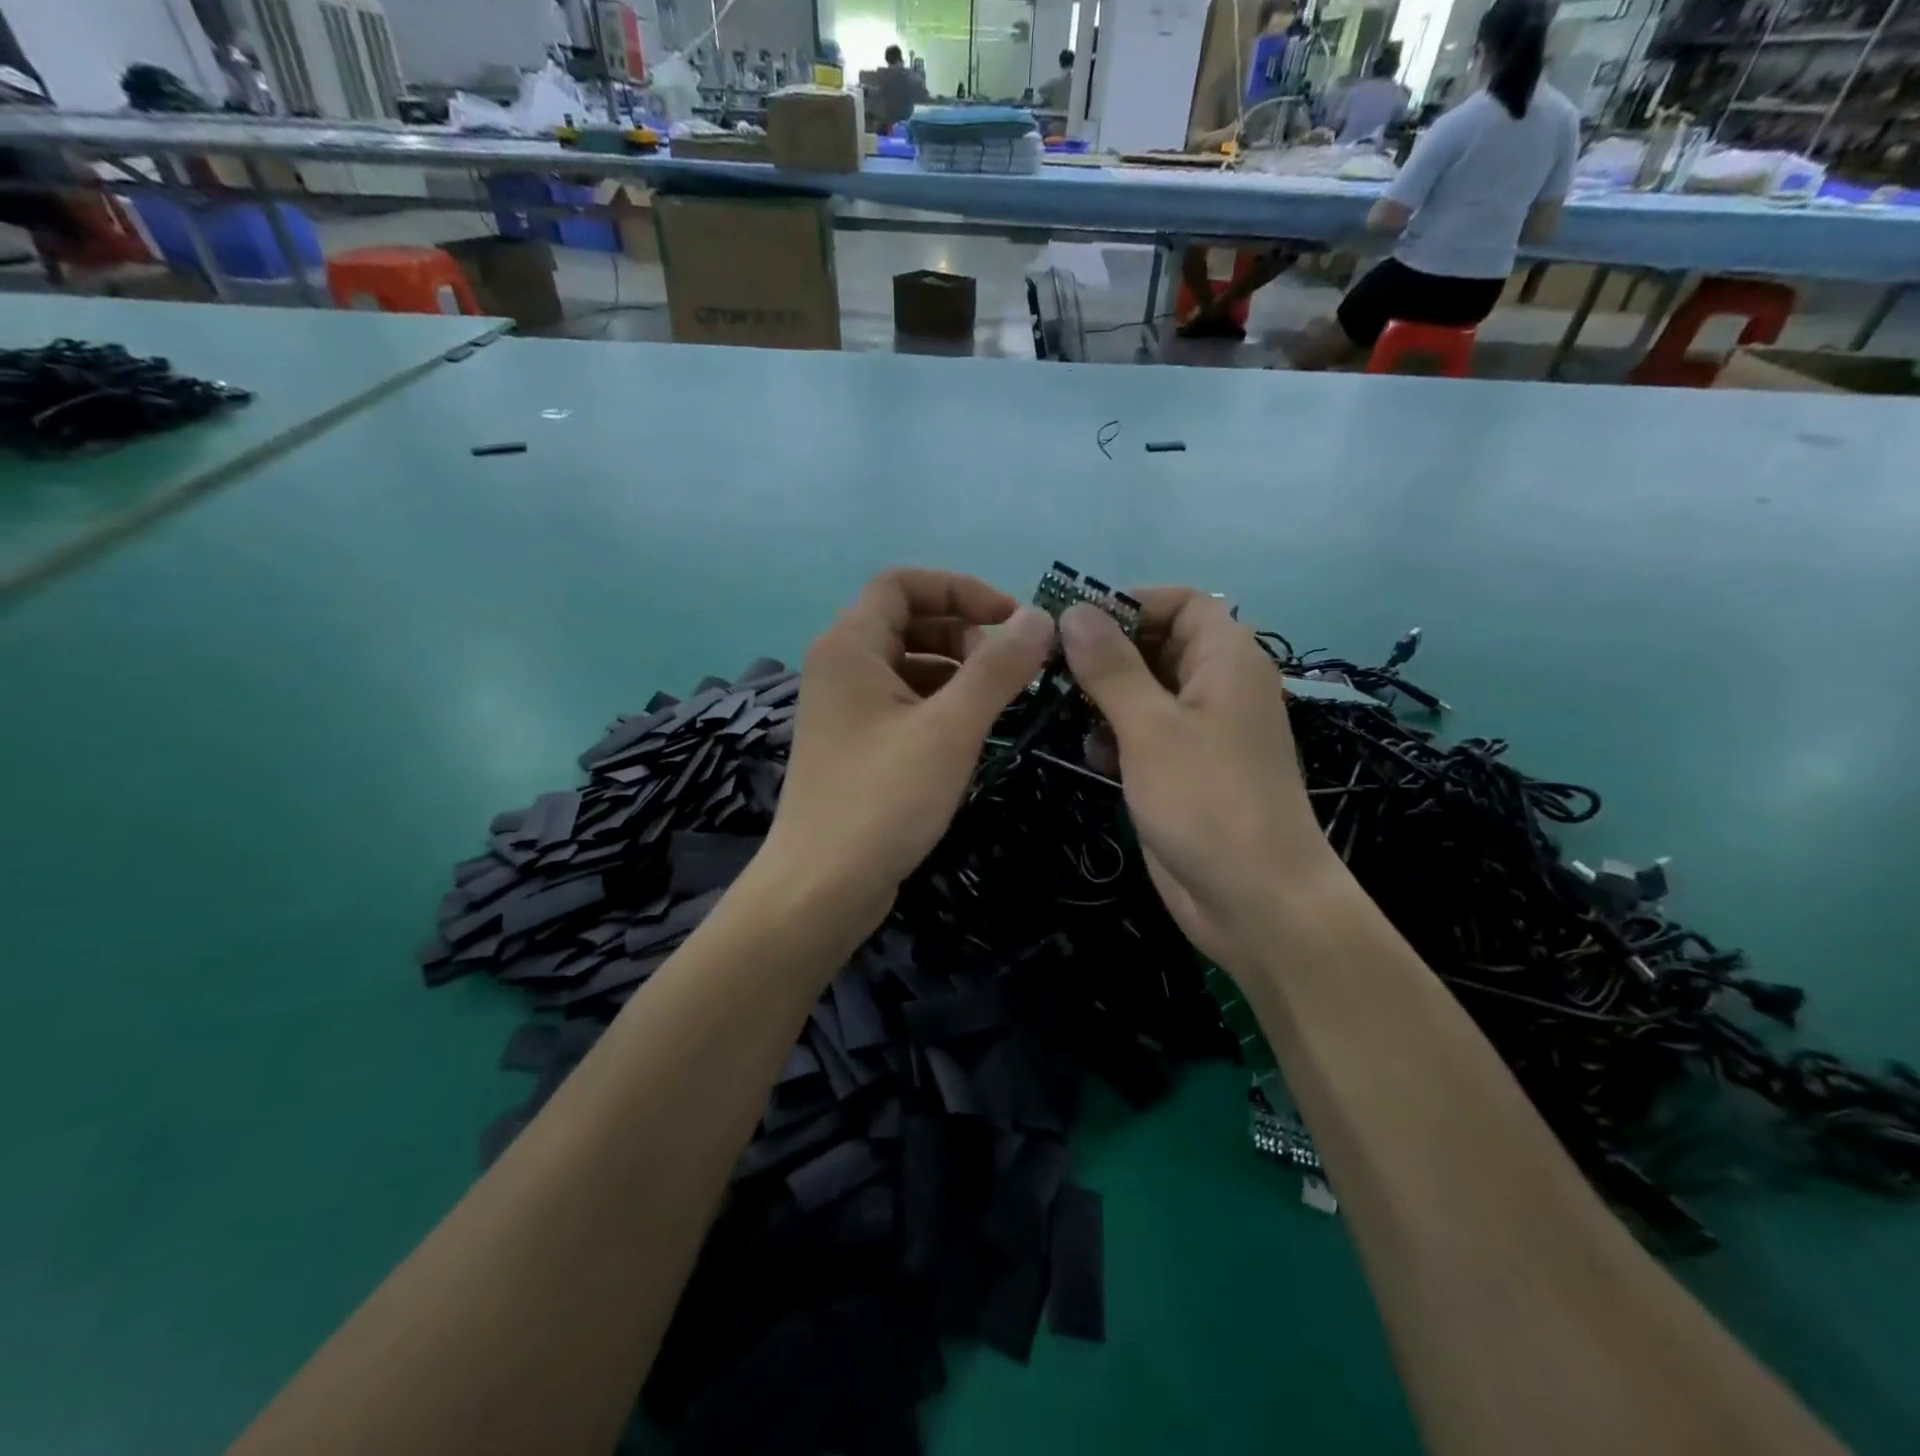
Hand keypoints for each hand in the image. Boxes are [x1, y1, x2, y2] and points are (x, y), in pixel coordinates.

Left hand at [763, 568, 1055, 925]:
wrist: (820, 888)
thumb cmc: (883, 800)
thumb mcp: (950, 729)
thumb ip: (997, 669)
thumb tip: (1040, 618)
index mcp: (850, 646)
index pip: (903, 583)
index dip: (961, 589)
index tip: (1012, 620)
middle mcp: (840, 666)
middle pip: (906, 621)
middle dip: (963, 632)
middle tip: (1010, 666)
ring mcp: (844, 708)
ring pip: (906, 664)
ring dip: (956, 670)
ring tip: (999, 700)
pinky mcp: (854, 744)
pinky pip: (901, 702)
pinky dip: (938, 703)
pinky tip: (970, 732)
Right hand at [1061, 590, 1338, 966]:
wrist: (1254, 900)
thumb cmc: (1207, 800)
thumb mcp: (1151, 727)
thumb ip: (1111, 667)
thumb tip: (1074, 612)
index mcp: (1226, 659)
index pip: (1180, 602)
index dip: (1129, 603)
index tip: (1074, 623)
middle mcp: (1216, 686)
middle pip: (1157, 644)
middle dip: (1106, 653)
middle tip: (1050, 668)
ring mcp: (1200, 731)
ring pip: (1144, 691)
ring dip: (1104, 697)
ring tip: (1065, 711)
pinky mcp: (1182, 770)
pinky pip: (1144, 733)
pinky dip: (1116, 736)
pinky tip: (1095, 756)